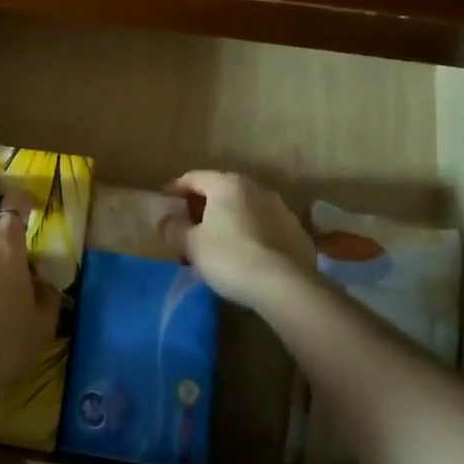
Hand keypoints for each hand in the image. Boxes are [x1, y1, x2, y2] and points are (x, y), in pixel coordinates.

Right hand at [162, 170, 317, 310]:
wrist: (285, 285)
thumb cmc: (230, 257)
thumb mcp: (192, 245)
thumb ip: (175, 229)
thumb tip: (166, 220)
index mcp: (228, 185)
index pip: (194, 178)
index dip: (176, 188)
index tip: (165, 201)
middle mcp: (256, 189)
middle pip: (222, 191)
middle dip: (203, 206)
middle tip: (189, 225)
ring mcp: (281, 209)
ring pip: (246, 209)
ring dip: (229, 220)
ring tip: (218, 242)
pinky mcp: (297, 232)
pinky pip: (265, 227)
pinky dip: (251, 234)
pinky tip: (245, 254)